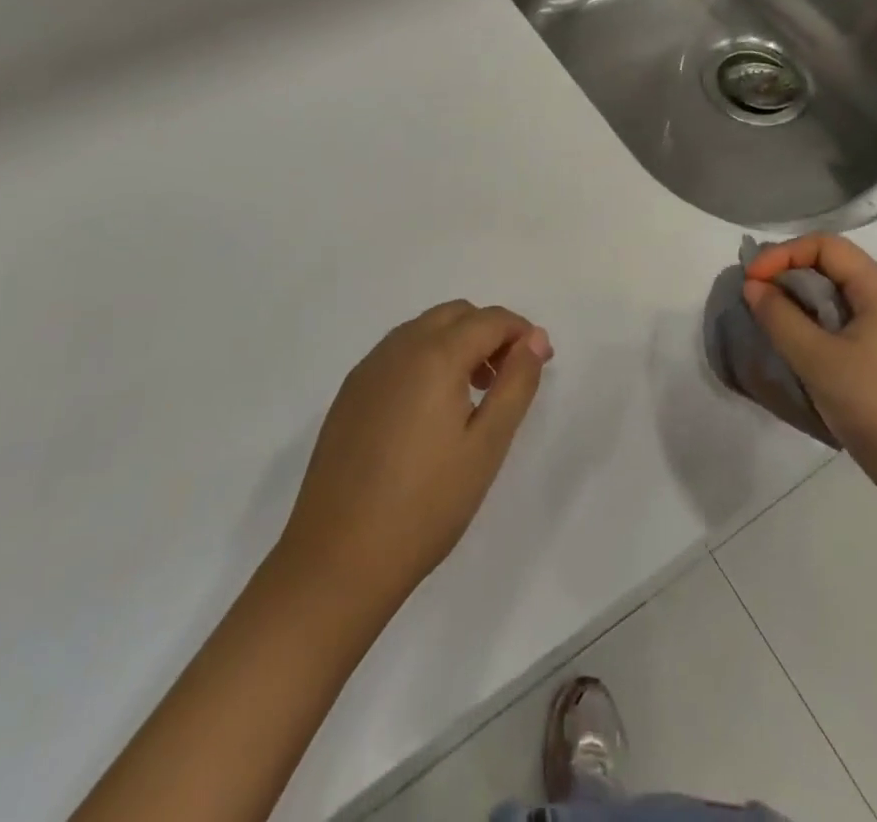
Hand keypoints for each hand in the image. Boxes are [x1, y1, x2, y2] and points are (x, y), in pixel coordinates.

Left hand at [277, 302, 551, 607]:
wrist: (337, 561)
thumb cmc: (426, 505)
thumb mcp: (486, 445)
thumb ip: (515, 384)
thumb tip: (535, 339)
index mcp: (434, 355)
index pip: (489, 319)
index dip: (521, 332)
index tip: (539, 362)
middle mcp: (397, 348)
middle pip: (454, 314)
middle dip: (488, 332)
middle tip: (507, 378)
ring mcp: (367, 370)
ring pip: (422, 330)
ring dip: (456, 343)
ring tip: (472, 396)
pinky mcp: (348, 394)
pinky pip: (396, 354)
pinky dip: (424, 360)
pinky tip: (429, 412)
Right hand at [743, 236, 876, 495]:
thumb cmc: (869, 404)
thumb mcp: (815, 358)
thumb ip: (779, 316)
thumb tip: (753, 286)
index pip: (827, 246)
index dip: (785, 253)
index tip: (754, 280)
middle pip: (833, 263)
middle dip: (790, 270)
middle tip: (757, 294)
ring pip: (837, 291)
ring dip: (801, 295)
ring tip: (772, 315)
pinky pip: (843, 316)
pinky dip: (815, 316)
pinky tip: (798, 339)